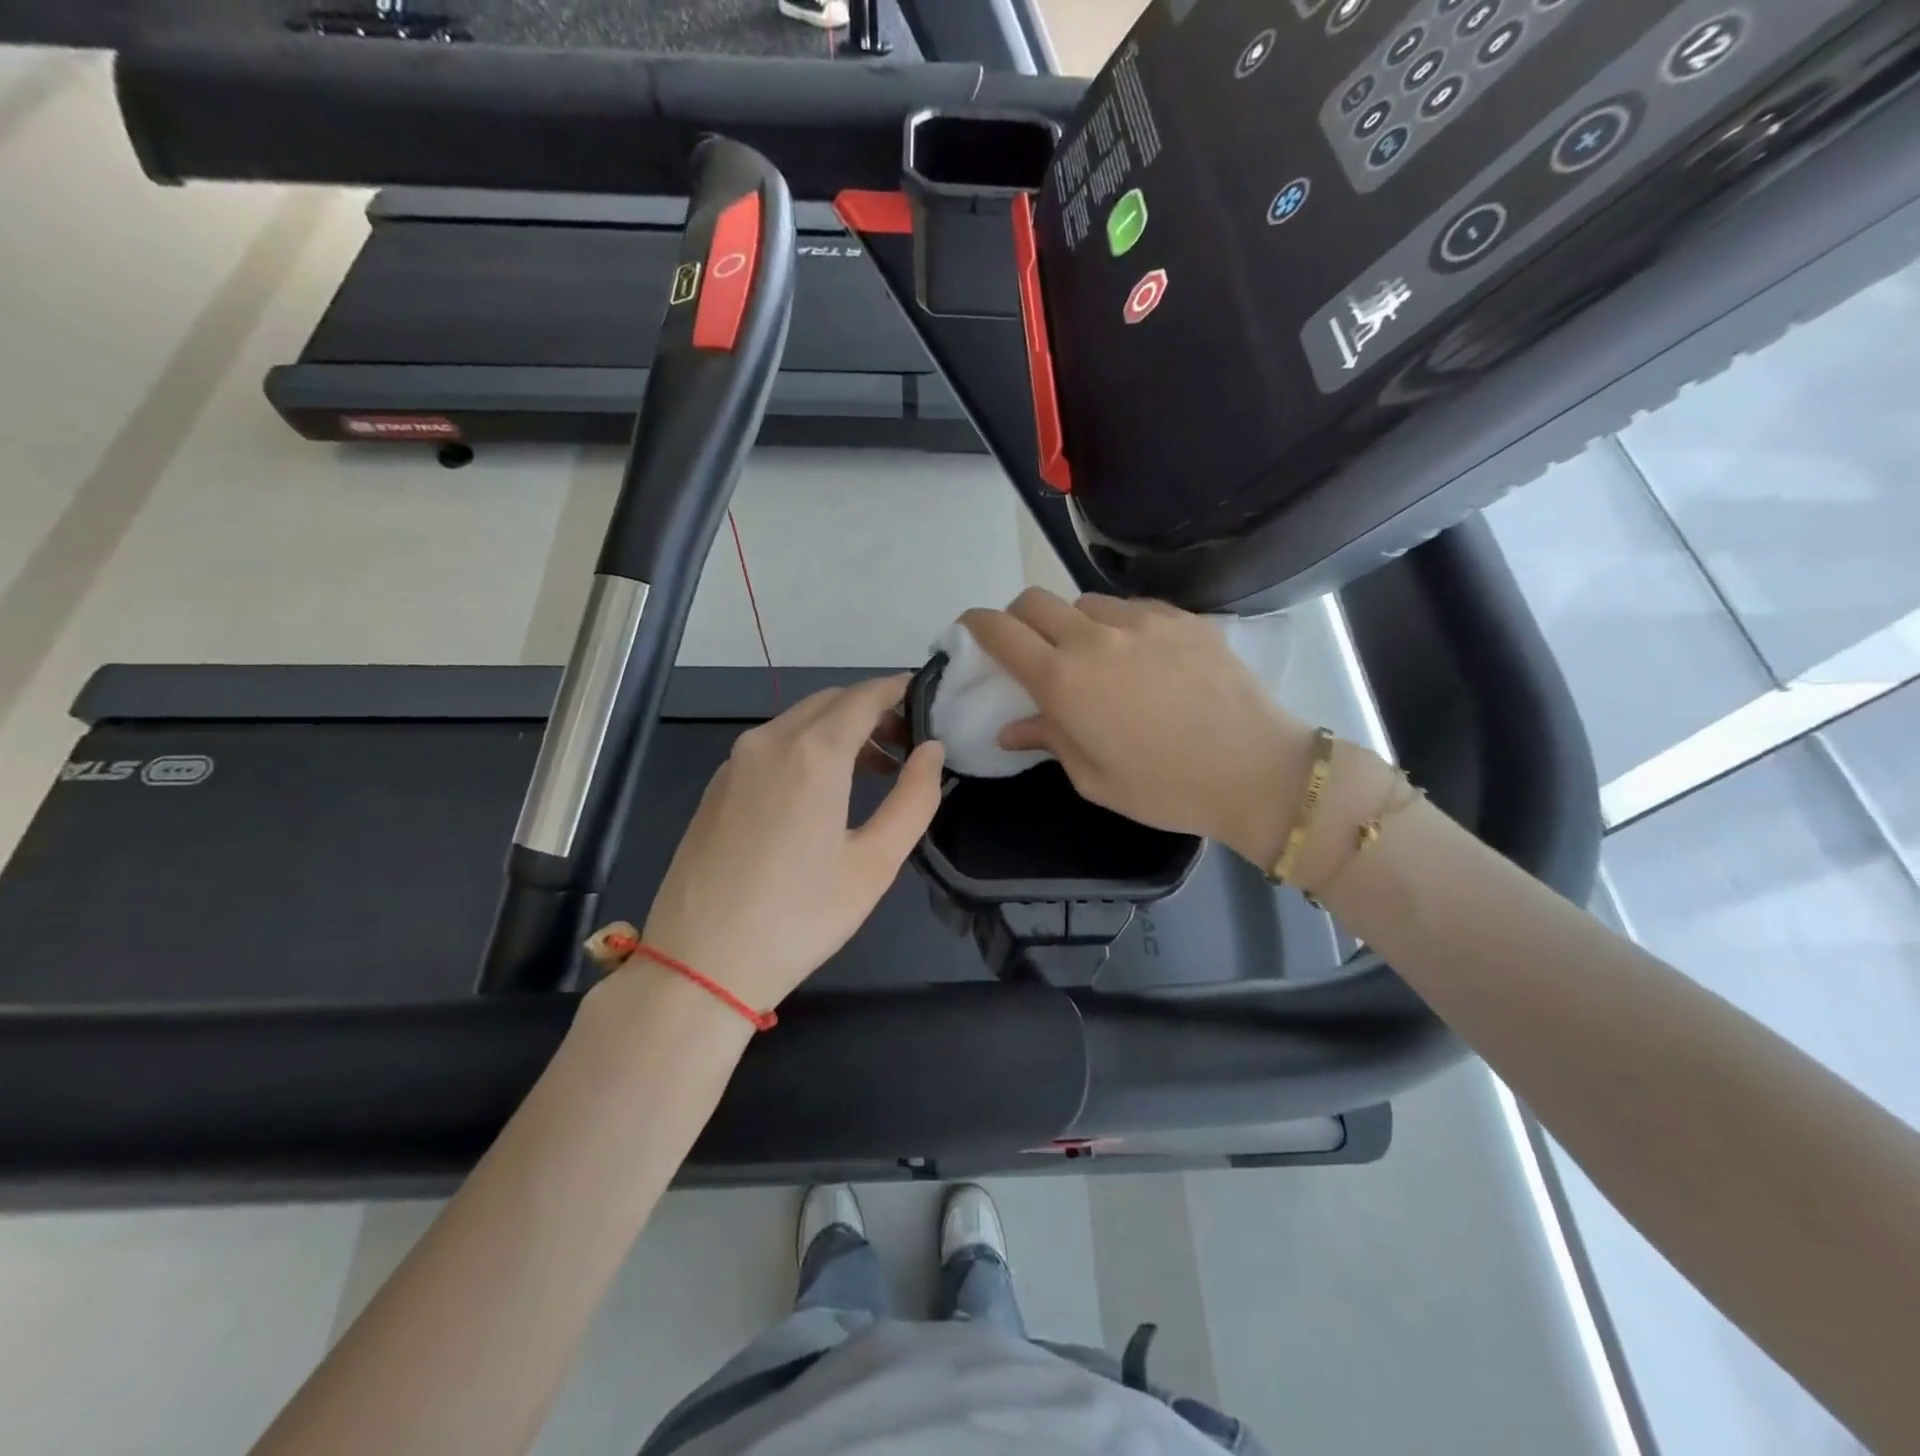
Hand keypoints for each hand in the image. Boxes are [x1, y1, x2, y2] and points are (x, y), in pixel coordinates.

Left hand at [589, 676, 943, 1014]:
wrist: (699, 964)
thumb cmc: (800, 918)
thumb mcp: (874, 864)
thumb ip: (913, 798)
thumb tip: (932, 750)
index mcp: (812, 754)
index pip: (864, 696)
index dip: (898, 690)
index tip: (927, 697)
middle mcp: (769, 741)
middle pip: (830, 702)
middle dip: (872, 710)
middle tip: (905, 745)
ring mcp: (735, 762)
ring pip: (798, 721)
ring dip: (839, 730)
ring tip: (872, 770)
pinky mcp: (717, 785)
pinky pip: (771, 745)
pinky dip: (806, 747)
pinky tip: (821, 790)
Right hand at [960, 589, 1315, 866]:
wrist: (1257, 771)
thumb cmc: (1165, 788)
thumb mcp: (1093, 777)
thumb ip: (1048, 739)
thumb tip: (1010, 729)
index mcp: (1064, 681)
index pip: (1001, 632)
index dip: (976, 624)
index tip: (971, 629)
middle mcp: (1094, 638)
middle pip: (1035, 601)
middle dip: (1019, 618)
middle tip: (1028, 647)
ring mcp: (1141, 621)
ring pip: (1084, 601)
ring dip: (1073, 623)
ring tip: (1093, 655)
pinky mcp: (1181, 617)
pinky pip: (1131, 607)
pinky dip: (1117, 624)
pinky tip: (1139, 655)